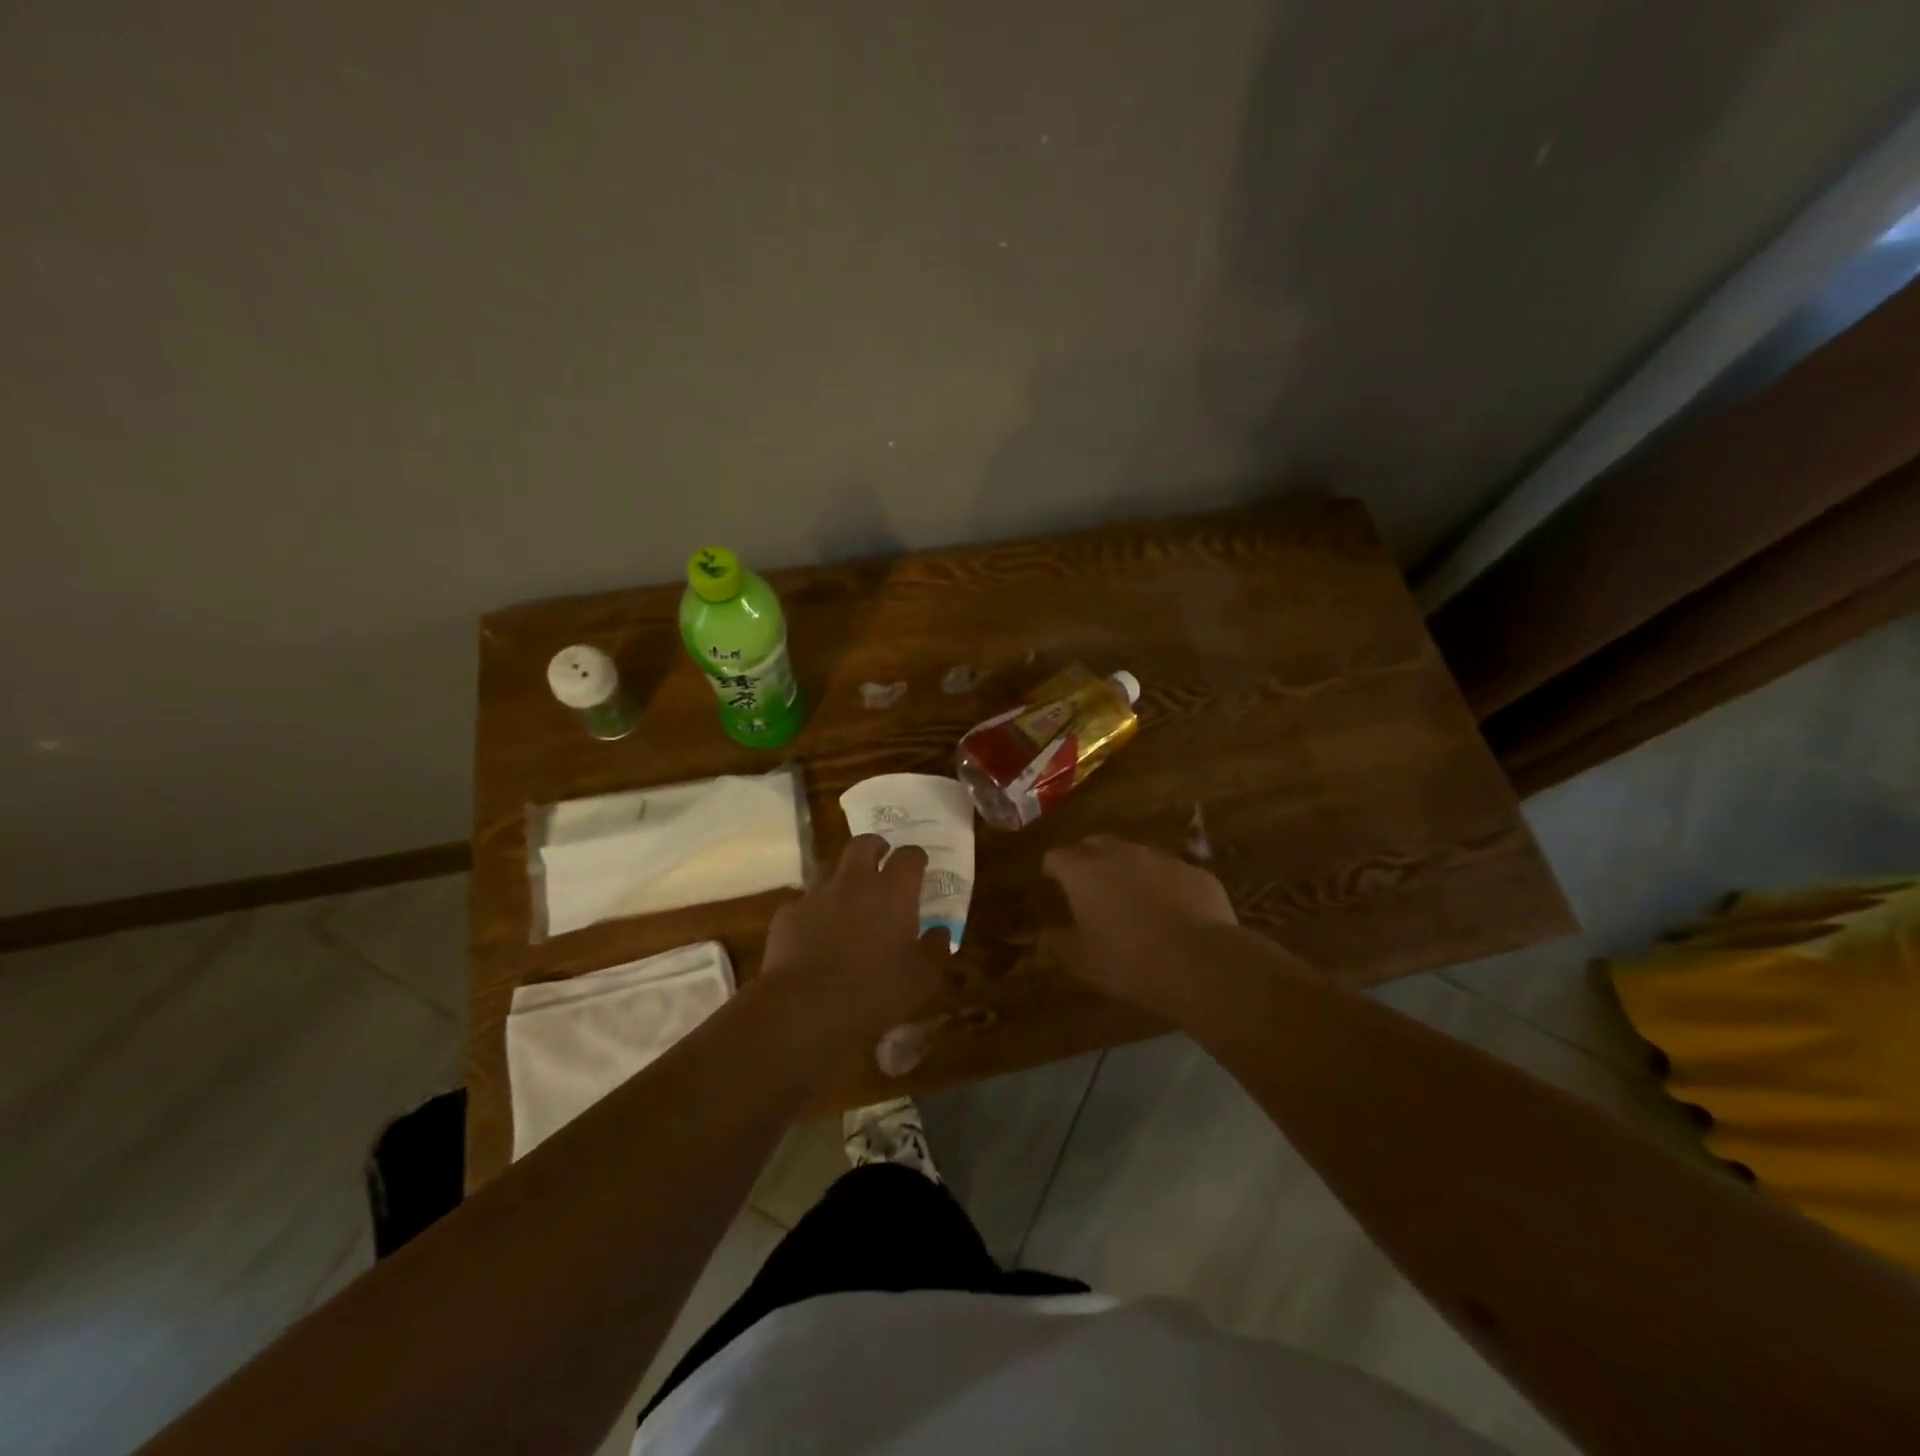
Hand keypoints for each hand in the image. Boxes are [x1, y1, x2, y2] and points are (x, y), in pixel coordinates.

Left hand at [759, 835, 952, 1055]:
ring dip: (842, 874)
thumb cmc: (874, 991)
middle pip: (864, 844)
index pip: (909, 856)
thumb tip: (941, 932)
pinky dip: (813, 908)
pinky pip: (803, 901)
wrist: (805, 1006)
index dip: (916, 858)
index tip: (919, 865)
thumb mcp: (921, 979)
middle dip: (875, 847)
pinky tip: (815, 929)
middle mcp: (854, 882)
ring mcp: (817, 894)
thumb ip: (935, 950)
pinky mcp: (788, 914)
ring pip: (829, 866)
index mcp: (893, 892)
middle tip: (881, 861)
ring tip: (847, 894)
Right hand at [1042, 835, 1241, 1018]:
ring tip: (1133, 902)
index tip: (1052, 884)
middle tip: (1090, 889)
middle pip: (1095, 844)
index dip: (1052, 870)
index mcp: (1083, 871)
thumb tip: (1046, 935)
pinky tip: (1172, 914)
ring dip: (1128, 871)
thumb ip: (1057, 943)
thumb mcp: (1081, 961)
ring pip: (1135, 855)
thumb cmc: (1128, 961)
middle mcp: (1120, 853)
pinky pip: (1170, 873)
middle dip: (1088, 861)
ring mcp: (1160, 858)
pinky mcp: (1195, 872)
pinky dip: (1164, 886)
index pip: (1056, 857)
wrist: (1201, 962)